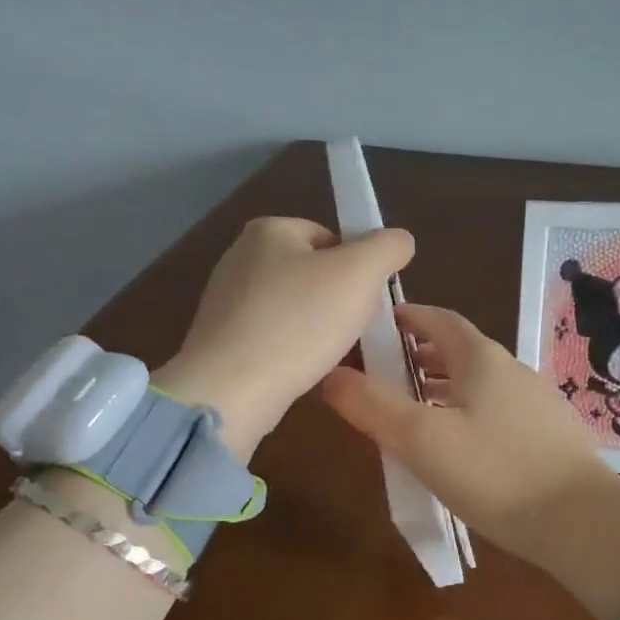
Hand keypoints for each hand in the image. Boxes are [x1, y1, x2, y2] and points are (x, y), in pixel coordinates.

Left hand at [155, 217, 414, 460]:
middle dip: (339, 300)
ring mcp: (225, 301)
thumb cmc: (299, 322)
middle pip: (312, 273)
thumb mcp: (360, 273)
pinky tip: (302, 370)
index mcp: (268, 230)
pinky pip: (272, 338)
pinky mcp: (220, 341)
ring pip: (294, 309)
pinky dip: (292, 351)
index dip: (357, 267)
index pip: (330, 237)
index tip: (368, 300)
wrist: (231, 389)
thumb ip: (387, 247)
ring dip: (317, 329)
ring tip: (329, 354)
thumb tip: (399, 241)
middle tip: (354, 329)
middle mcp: (240, 257)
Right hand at [320, 305, 619, 619]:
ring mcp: (536, 402)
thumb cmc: (495, 473)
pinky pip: (496, 410)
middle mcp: (512, 370)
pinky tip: (458, 448)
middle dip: (418, 357)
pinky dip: (466, 413)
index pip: (438, 319)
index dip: (405, 317)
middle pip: (458, 351)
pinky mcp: (549, 435)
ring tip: (411, 413)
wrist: (584, 524)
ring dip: (442, 389)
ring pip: (478, 383)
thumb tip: (330, 376)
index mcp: (481, 358)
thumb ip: (372, 406)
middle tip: (382, 376)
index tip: (375, 326)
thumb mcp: (421, 440)